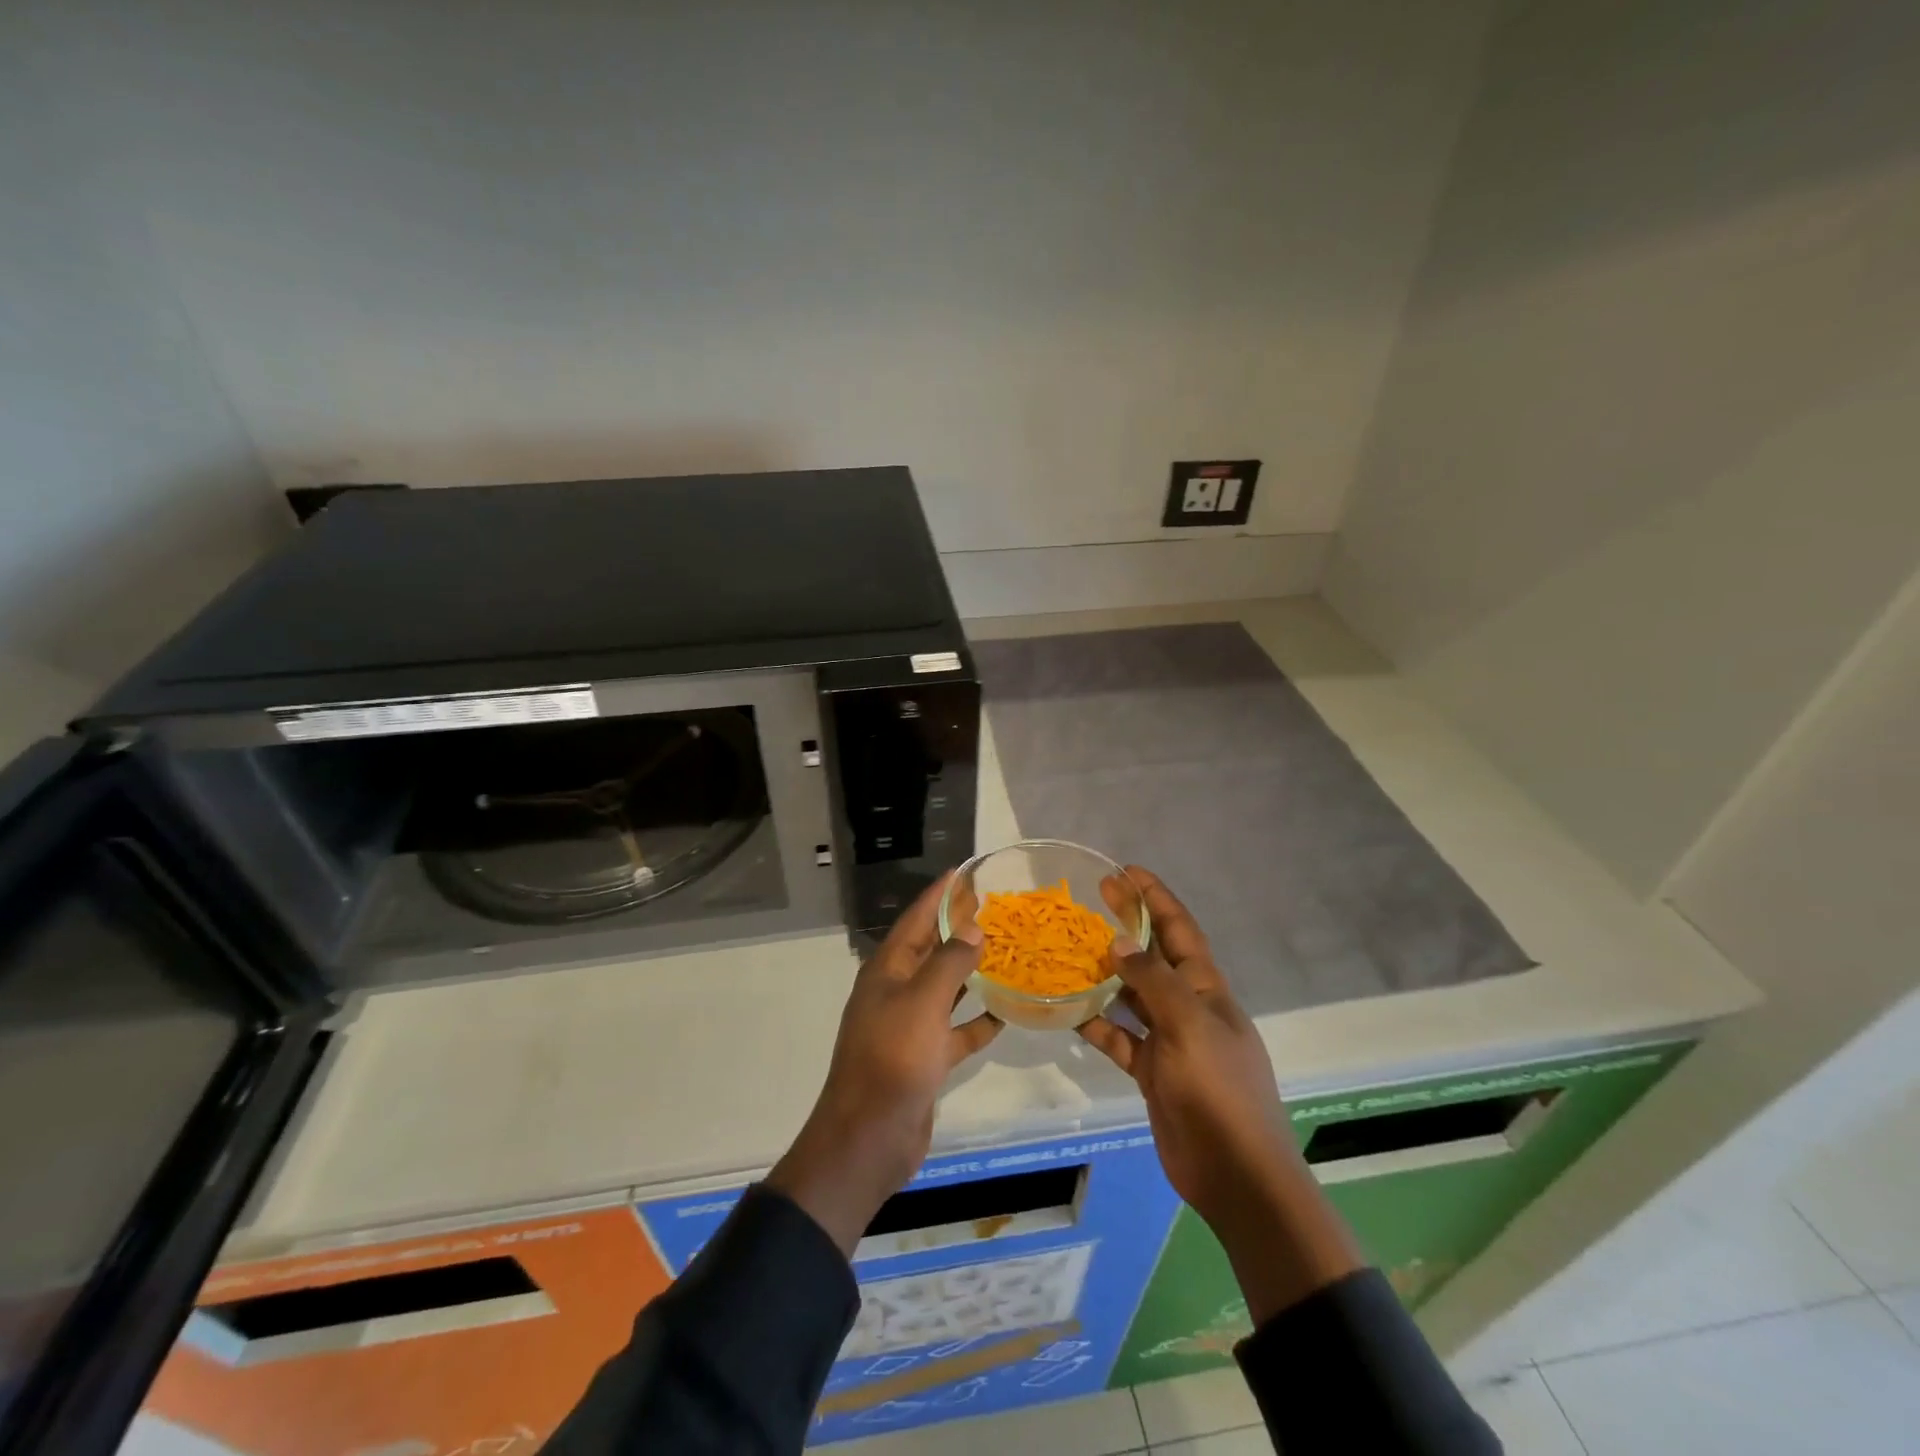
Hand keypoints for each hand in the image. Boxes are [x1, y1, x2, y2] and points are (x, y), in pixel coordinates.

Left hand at [767, 874, 1001, 1254]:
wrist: (869, 1139)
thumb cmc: (892, 1060)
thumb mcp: (922, 1003)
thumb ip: (950, 962)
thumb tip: (973, 927)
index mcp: (887, 971)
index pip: (916, 920)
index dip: (938, 895)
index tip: (963, 872)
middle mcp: (897, 992)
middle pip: (931, 950)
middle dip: (958, 927)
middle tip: (994, 906)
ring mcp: (910, 1027)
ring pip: (945, 988)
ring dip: (971, 970)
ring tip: (1006, 949)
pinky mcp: (925, 1058)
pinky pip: (955, 1030)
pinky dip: (977, 1020)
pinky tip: (1006, 1010)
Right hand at [1079, 866, 1359, 1319]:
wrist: (1236, 1174)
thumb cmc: (1218, 1090)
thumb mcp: (1188, 1026)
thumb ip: (1152, 982)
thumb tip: (1117, 942)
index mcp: (1206, 989)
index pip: (1179, 930)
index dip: (1156, 898)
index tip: (1126, 871)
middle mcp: (1188, 1007)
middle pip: (1153, 956)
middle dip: (1127, 925)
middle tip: (1093, 898)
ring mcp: (1170, 1041)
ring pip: (1132, 997)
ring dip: (1106, 975)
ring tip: (1070, 951)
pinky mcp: (1152, 1072)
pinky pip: (1120, 1039)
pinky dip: (1098, 1026)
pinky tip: (1071, 1014)